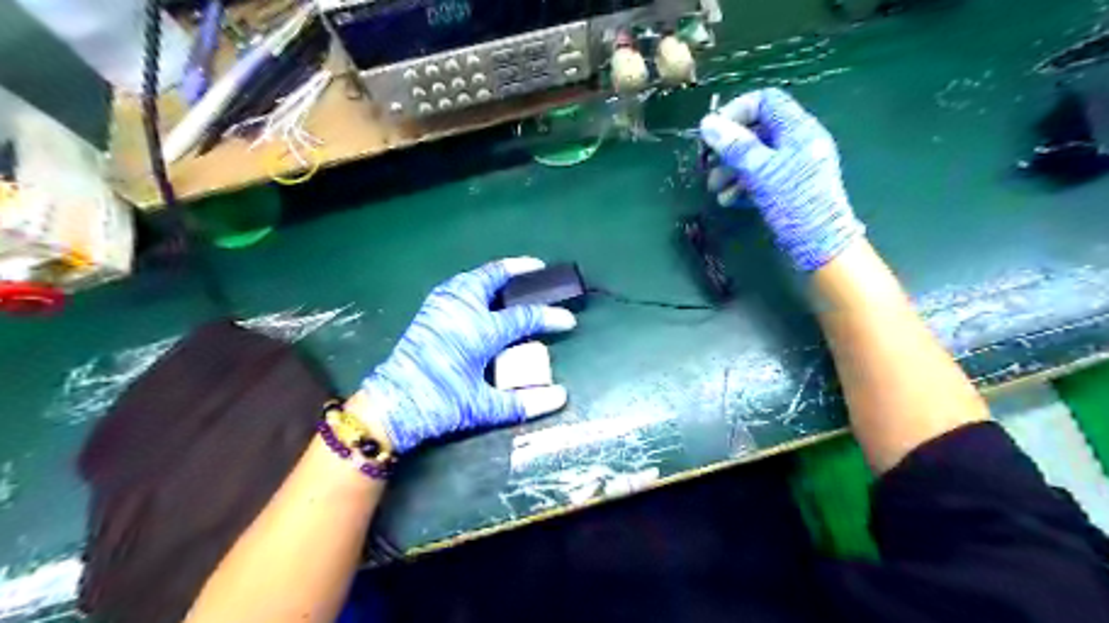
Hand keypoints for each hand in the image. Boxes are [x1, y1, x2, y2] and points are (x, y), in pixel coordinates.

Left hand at [352, 259, 581, 452]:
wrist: (389, 405)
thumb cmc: (438, 404)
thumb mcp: (482, 408)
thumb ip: (523, 402)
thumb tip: (561, 397)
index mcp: (479, 331)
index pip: (524, 317)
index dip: (549, 317)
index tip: (568, 320)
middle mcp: (461, 310)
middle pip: (492, 278)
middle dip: (518, 268)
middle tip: (537, 267)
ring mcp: (441, 307)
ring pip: (471, 277)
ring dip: (493, 273)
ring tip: (510, 276)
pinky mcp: (428, 313)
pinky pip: (456, 286)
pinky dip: (473, 281)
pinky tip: (477, 292)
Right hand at [701, 87, 866, 271]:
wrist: (820, 243)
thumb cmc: (793, 202)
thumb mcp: (760, 172)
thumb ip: (734, 146)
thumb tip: (707, 123)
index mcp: (798, 129)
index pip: (766, 101)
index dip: (737, 111)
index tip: (713, 131)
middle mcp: (798, 142)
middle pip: (757, 131)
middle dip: (729, 148)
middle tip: (707, 164)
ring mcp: (795, 166)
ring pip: (756, 157)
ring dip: (731, 170)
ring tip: (714, 189)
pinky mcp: (789, 187)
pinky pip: (762, 176)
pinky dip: (743, 185)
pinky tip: (729, 200)